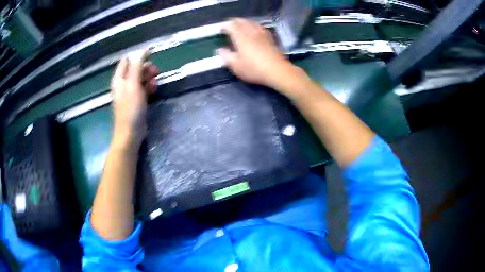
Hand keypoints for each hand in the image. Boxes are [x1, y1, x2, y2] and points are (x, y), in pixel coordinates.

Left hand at [111, 50, 158, 149]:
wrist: (131, 132)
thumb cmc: (131, 108)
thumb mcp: (133, 84)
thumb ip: (137, 66)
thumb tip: (143, 50)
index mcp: (119, 78)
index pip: (127, 61)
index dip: (139, 57)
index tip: (151, 57)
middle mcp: (123, 83)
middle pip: (135, 68)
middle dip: (146, 68)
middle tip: (156, 73)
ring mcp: (129, 92)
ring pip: (141, 78)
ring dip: (149, 78)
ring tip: (155, 84)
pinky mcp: (136, 100)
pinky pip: (143, 88)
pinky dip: (149, 87)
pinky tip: (154, 90)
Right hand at [218, 18, 295, 90]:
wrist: (277, 70)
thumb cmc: (254, 69)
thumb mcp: (236, 66)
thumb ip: (226, 56)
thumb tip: (220, 50)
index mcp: (241, 38)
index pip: (231, 26)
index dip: (225, 26)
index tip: (222, 29)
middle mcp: (251, 32)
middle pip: (242, 21)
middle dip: (235, 21)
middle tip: (230, 25)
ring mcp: (262, 34)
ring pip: (252, 22)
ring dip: (245, 22)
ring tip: (241, 25)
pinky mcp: (270, 38)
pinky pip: (260, 27)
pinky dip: (255, 26)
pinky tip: (255, 30)